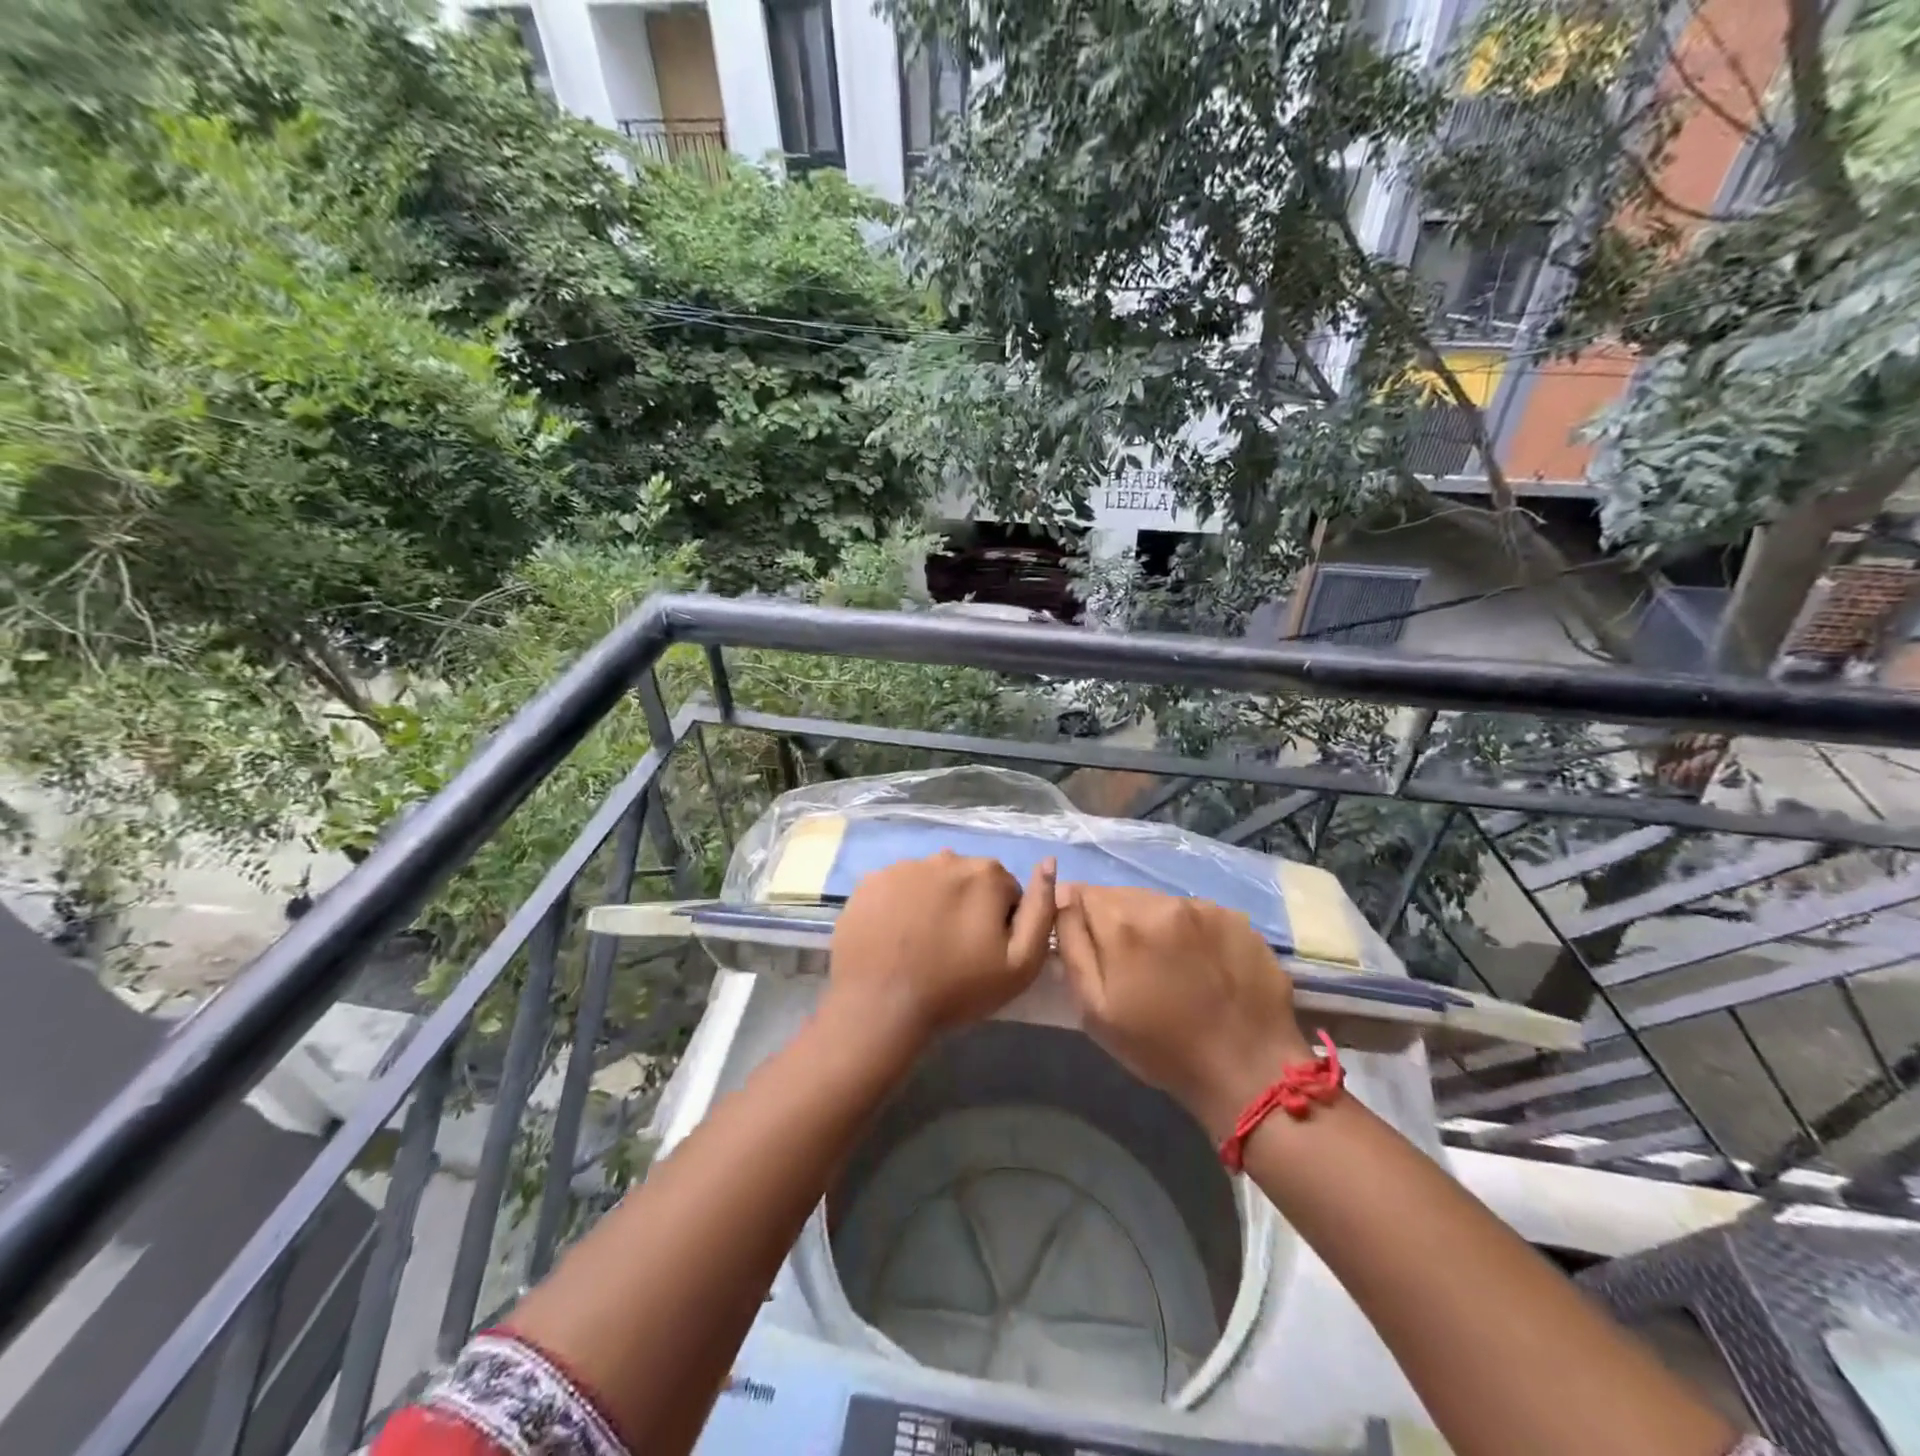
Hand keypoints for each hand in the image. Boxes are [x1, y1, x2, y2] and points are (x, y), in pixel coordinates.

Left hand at [828, 851, 1056, 1046]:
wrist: (880, 1006)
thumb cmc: (957, 988)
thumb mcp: (1020, 963)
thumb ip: (1042, 910)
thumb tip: (1049, 863)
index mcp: (986, 874)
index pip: (1007, 892)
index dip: (1001, 924)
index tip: (985, 953)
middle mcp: (945, 858)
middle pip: (969, 881)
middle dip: (968, 907)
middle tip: (954, 950)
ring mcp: (904, 866)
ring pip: (932, 881)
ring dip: (934, 903)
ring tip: (922, 945)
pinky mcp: (871, 881)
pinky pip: (897, 887)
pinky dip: (900, 905)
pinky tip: (895, 937)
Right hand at [1053, 884, 1311, 1139]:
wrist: (1247, 1071)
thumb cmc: (1160, 1048)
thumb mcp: (1095, 1008)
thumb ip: (1072, 945)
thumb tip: (1062, 898)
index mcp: (1122, 922)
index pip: (1082, 893)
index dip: (1080, 918)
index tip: (1090, 946)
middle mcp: (1162, 902)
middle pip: (1121, 895)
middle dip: (1116, 921)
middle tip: (1129, 964)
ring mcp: (1203, 907)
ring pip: (1159, 902)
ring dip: (1153, 924)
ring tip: (1168, 966)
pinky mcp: (1235, 918)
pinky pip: (1195, 913)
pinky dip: (1189, 931)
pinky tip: (1200, 965)